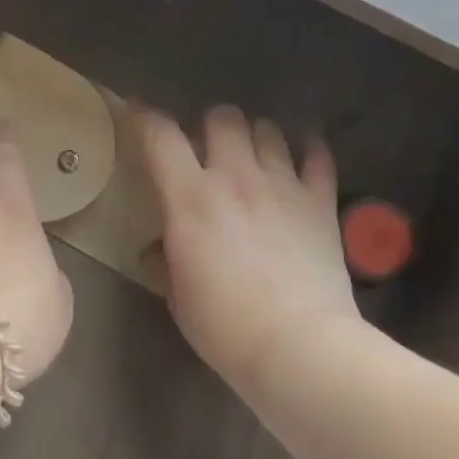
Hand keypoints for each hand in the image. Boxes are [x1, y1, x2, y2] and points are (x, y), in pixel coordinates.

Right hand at [138, 103, 362, 392]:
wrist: (299, 347)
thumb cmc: (224, 326)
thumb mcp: (177, 296)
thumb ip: (165, 259)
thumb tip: (158, 248)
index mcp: (189, 196)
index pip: (160, 135)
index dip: (145, 116)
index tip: (139, 110)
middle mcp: (234, 176)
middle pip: (223, 118)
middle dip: (211, 124)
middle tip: (210, 145)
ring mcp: (281, 185)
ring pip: (268, 129)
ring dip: (256, 135)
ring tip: (255, 152)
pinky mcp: (319, 201)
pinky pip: (318, 156)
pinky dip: (309, 150)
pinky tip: (303, 156)